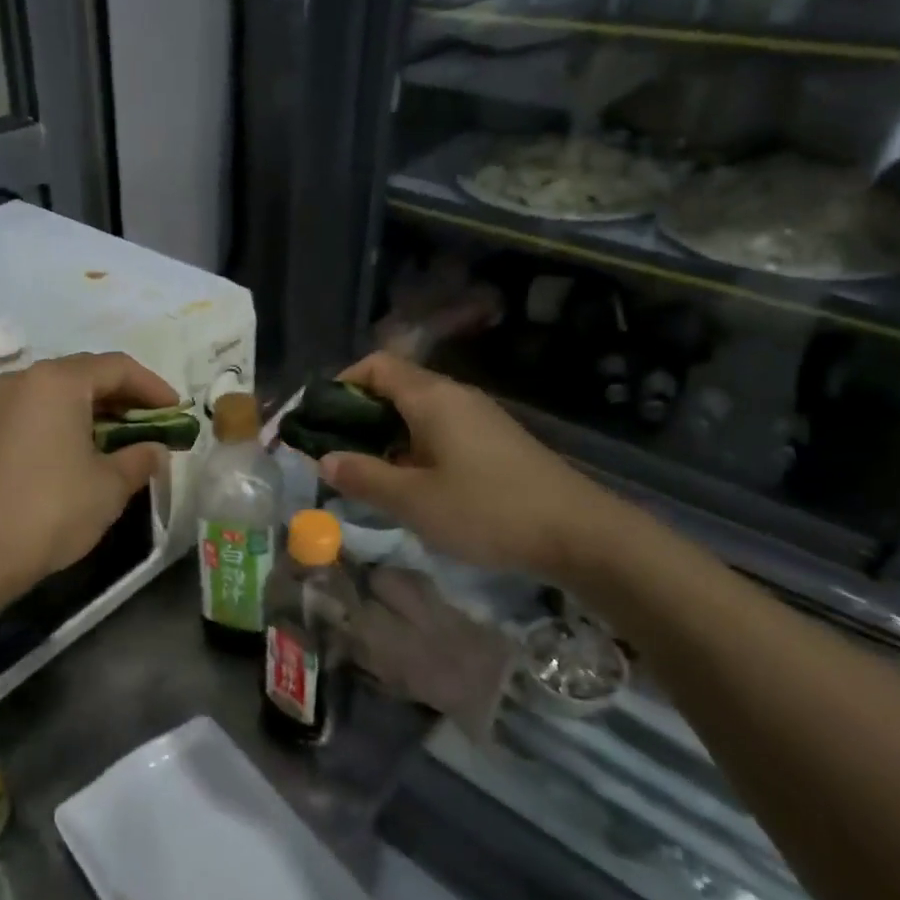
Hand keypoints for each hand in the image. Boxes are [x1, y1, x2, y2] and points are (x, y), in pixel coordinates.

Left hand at [0, 352, 178, 590]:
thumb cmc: (52, 510)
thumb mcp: (110, 486)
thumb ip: (140, 458)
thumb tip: (154, 450)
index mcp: (58, 381)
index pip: (118, 367)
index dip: (153, 387)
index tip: (177, 411)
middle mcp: (26, 380)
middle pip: (87, 374)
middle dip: (126, 397)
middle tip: (155, 424)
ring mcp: (0, 404)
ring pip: (61, 393)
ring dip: (97, 410)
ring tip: (125, 439)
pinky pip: (39, 411)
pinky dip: (68, 421)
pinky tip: (85, 450)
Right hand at [316, 353, 627, 577]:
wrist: (579, 533)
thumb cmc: (488, 510)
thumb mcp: (413, 500)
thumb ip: (363, 477)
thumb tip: (325, 459)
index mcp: (432, 397)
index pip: (376, 365)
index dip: (341, 384)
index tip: (319, 420)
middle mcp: (455, 397)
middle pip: (394, 387)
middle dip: (358, 416)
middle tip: (335, 455)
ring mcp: (479, 419)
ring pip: (417, 413)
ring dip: (385, 436)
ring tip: (367, 475)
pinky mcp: (494, 442)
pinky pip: (440, 431)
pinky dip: (413, 448)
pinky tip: (412, 487)